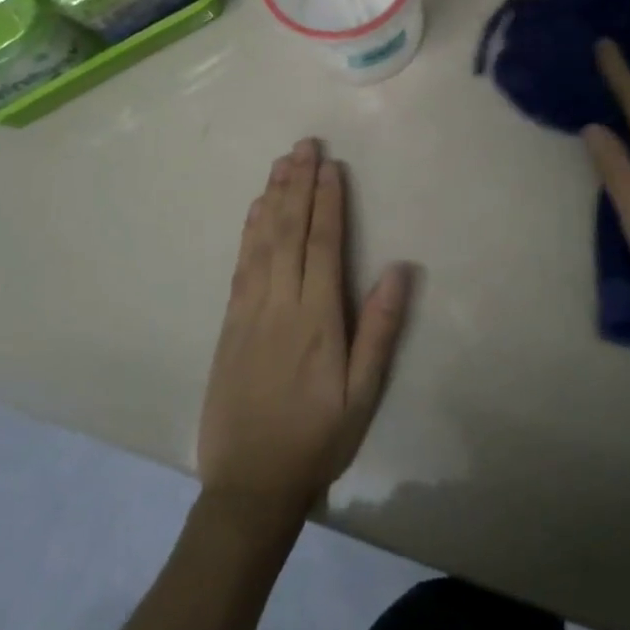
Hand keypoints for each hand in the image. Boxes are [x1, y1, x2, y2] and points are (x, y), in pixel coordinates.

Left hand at [198, 139, 412, 525]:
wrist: (249, 485)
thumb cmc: (316, 439)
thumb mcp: (362, 395)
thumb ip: (380, 329)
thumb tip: (400, 268)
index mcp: (317, 318)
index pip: (323, 244)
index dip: (327, 201)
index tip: (331, 165)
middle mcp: (280, 303)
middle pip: (289, 231)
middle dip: (298, 184)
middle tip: (305, 144)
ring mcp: (249, 311)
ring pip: (262, 240)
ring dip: (272, 197)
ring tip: (282, 161)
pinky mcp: (229, 323)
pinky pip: (240, 265)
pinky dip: (248, 231)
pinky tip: (254, 209)